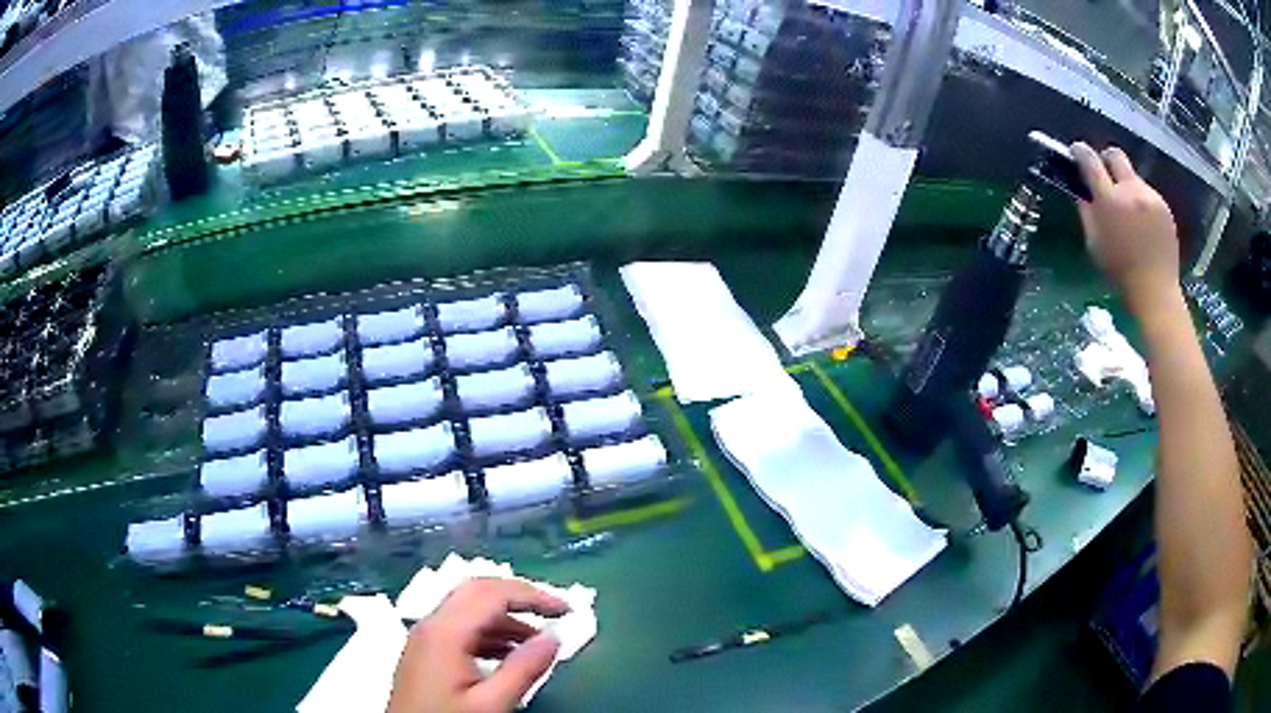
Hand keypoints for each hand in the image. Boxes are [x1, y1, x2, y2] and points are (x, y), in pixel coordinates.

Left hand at [387, 578, 568, 712]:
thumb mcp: (491, 704)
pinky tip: (508, 653)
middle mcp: (431, 624)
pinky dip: (490, 632)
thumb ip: (523, 669)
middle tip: (554, 613)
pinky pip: (460, 627)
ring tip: (538, 640)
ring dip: (505, 616)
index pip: (492, 593)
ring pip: (467, 608)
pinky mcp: (425, 651)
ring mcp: (425, 637)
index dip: (532, 595)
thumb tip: (555, 637)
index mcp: (445, 631)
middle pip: (477, 590)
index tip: (567, 610)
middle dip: (518, 596)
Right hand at [1070, 142, 1183, 316]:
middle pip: (1115, 155)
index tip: (1076, 153)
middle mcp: (1130, 190)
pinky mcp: (1164, 207)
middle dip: (1107, 160)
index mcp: (1109, 200)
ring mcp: (1151, 197)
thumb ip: (1087, 211)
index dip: (1080, 152)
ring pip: (1133, 177)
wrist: (1156, 293)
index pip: (1089, 160)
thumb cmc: (1119, 273)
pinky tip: (1143, 226)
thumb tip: (1082, 190)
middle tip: (1105, 177)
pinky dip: (1142, 203)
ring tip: (1129, 214)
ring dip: (1127, 187)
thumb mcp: (1094, 243)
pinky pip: (1148, 195)